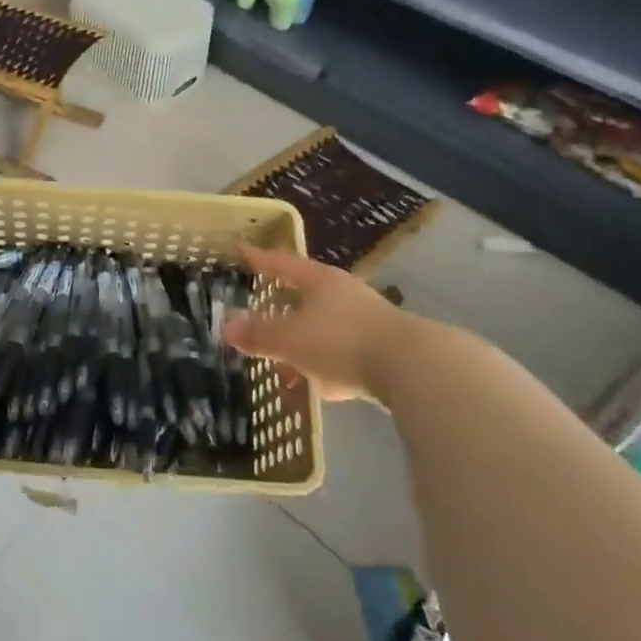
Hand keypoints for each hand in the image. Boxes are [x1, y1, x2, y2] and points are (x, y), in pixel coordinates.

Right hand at [222, 244, 424, 401]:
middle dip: (283, 309)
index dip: (260, 259)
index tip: (241, 251)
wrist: (414, 368)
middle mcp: (344, 294)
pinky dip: (328, 368)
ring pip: (325, 329)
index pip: (282, 264)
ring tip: (286, 368)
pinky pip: (344, 355)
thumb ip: (259, 334)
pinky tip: (323, 389)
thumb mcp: (292, 339)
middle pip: (306, 295)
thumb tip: (226, 325)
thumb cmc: (343, 341)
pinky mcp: (384, 350)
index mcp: (320, 280)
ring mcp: (367, 321)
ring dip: (304, 346)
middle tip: (261, 315)